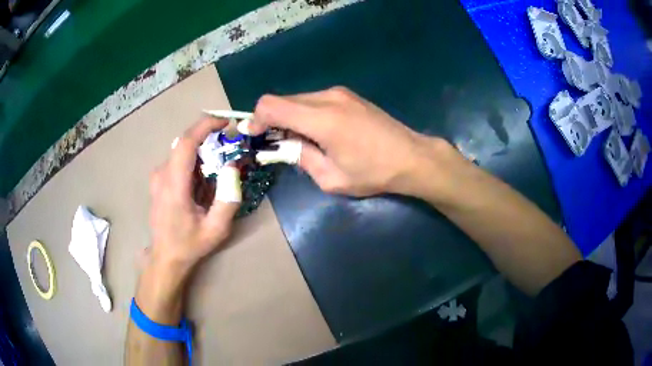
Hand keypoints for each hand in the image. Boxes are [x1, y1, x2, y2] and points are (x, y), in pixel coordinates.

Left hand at [148, 117, 240, 273]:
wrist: (165, 256)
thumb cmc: (189, 244)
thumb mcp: (216, 229)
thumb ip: (228, 199)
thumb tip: (233, 168)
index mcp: (174, 185)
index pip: (186, 143)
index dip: (204, 126)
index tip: (224, 123)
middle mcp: (162, 175)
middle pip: (185, 143)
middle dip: (209, 139)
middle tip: (229, 147)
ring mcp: (158, 176)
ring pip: (182, 151)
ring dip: (202, 152)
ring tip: (218, 167)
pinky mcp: (158, 179)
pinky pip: (178, 160)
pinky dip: (194, 161)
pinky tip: (203, 179)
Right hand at [250, 87, 449, 196]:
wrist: (411, 156)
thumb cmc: (373, 172)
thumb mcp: (331, 178)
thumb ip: (301, 158)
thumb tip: (284, 146)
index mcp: (321, 118)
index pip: (270, 104)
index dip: (256, 119)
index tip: (258, 137)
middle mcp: (327, 97)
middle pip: (282, 100)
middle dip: (273, 121)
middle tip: (279, 145)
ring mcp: (340, 93)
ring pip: (298, 99)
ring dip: (290, 118)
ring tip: (302, 142)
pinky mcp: (348, 96)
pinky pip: (314, 100)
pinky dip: (306, 114)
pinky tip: (319, 133)